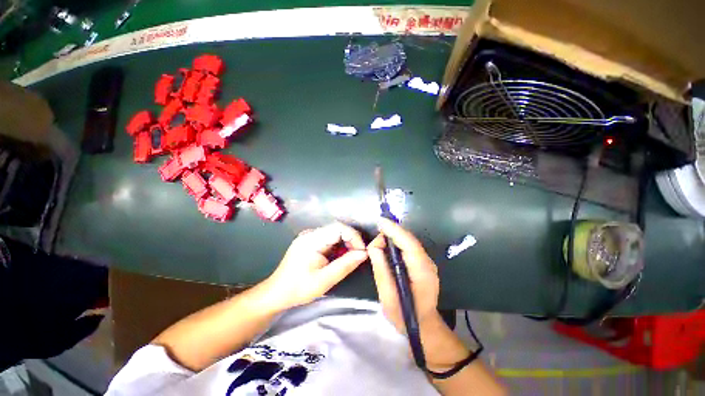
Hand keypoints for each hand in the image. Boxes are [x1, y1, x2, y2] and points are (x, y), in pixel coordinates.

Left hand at [264, 222, 368, 310]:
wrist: (277, 293)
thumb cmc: (299, 288)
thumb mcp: (325, 280)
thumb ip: (346, 265)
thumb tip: (364, 253)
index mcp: (311, 240)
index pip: (339, 227)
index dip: (354, 237)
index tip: (362, 253)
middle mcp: (309, 235)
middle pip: (337, 230)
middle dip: (351, 242)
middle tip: (359, 258)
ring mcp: (307, 239)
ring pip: (333, 235)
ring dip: (345, 246)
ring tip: (351, 261)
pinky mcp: (308, 245)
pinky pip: (327, 241)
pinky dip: (337, 249)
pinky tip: (340, 261)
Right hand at [367, 218, 439, 332]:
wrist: (423, 326)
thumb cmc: (404, 315)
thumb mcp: (388, 297)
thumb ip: (382, 272)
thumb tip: (374, 249)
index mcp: (422, 272)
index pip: (409, 245)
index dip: (395, 231)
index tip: (380, 221)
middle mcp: (429, 265)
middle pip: (411, 242)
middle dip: (392, 235)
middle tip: (373, 242)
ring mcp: (429, 266)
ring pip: (412, 246)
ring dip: (396, 241)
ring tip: (378, 244)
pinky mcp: (426, 269)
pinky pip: (412, 253)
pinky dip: (400, 248)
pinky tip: (389, 251)